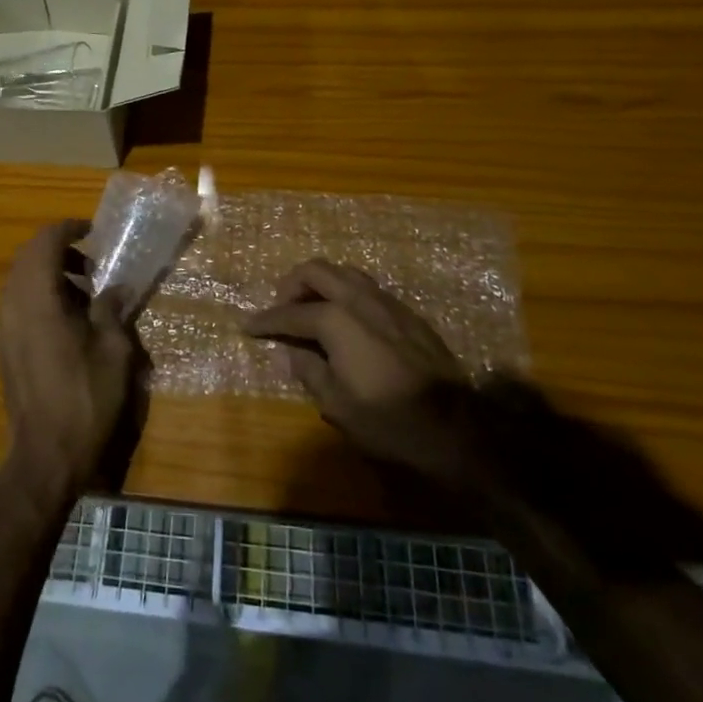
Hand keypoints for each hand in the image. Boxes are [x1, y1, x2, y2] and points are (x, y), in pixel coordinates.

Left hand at [0, 220, 138, 507]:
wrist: (47, 454)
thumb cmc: (85, 399)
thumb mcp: (113, 350)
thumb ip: (112, 309)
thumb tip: (117, 287)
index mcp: (37, 298)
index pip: (44, 242)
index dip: (69, 229)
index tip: (94, 233)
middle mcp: (12, 304)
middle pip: (27, 256)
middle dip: (59, 249)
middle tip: (93, 261)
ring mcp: (4, 326)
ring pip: (20, 278)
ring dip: (50, 272)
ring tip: (87, 289)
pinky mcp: (5, 345)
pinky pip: (19, 301)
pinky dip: (42, 293)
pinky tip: (71, 317)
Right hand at [241, 260, 494, 488]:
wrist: (455, 430)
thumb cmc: (388, 421)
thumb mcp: (335, 403)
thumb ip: (308, 369)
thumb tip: (293, 352)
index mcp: (337, 320)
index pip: (291, 312)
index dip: (266, 321)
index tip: (247, 326)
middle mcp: (360, 300)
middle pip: (317, 271)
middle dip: (291, 285)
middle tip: (280, 309)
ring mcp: (388, 303)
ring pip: (345, 273)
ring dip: (321, 284)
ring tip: (310, 309)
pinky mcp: (408, 314)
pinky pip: (367, 289)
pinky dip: (345, 294)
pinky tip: (345, 321)